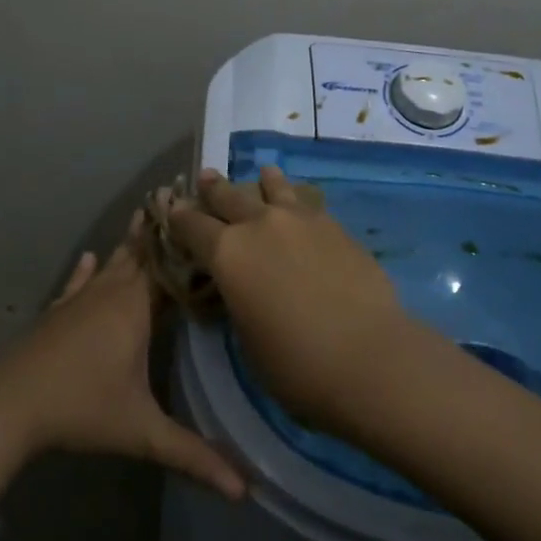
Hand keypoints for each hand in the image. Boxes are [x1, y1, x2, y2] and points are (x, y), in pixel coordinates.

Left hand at [0, 217, 245, 498]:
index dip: (191, 246)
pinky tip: (88, 256)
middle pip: (143, 254)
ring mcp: (81, 298)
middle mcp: (111, 292)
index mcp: (137, 308)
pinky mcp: (59, 311)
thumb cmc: (81, 408)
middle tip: (186, 199)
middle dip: (165, 231)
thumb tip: (247, 492)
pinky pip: (78, 281)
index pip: (172, 267)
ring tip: (148, 212)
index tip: (212, 219)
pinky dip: (87, 268)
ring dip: (132, 241)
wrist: (10, 403)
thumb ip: (194, 456)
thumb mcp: (142, 432)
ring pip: (113, 261)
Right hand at [168, 166, 423, 434]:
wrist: (368, 356)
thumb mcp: (247, 337)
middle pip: (229, 196)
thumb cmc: (296, 364)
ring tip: (262, 176)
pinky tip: (299, 204)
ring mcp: (300, 220)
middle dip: (214, 188)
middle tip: (207, 177)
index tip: (172, 207)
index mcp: (227, 254)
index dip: (179, 216)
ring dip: (262, 182)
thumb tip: (241, 285)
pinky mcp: (334, 226)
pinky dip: (295, 199)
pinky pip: (306, 202)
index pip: (192, 225)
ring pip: (273, 188)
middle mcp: (259, 225)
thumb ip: (238, 300)